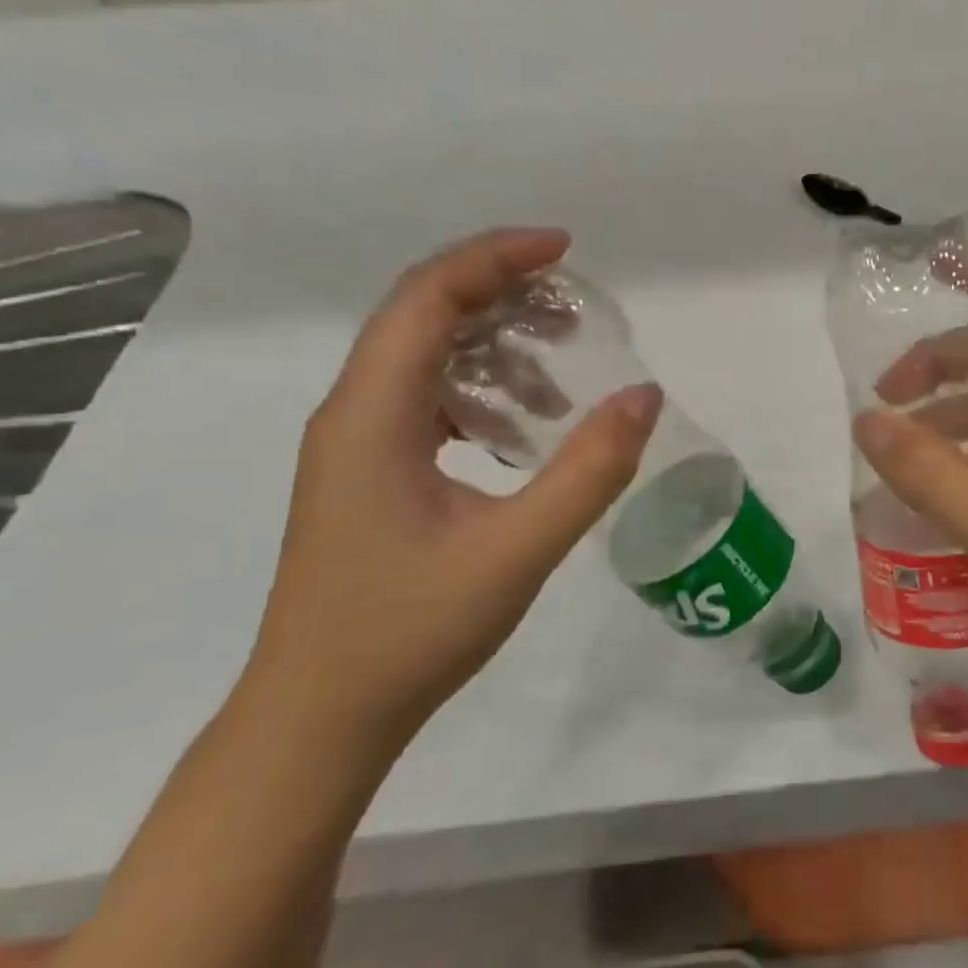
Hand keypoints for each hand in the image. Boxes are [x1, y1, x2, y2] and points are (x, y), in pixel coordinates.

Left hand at [246, 229, 660, 750]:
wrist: (322, 717)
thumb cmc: (411, 631)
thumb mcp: (518, 549)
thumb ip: (589, 471)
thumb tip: (645, 396)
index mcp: (373, 415)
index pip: (428, 299)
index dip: (496, 259)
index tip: (566, 250)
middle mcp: (354, 415)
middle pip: (424, 318)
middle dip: (502, 297)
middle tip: (578, 311)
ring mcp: (357, 447)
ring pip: (426, 361)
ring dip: (496, 350)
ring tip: (564, 377)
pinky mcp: (372, 477)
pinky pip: (429, 405)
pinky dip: (483, 396)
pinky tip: (525, 432)